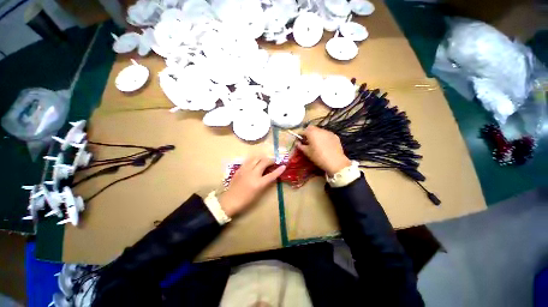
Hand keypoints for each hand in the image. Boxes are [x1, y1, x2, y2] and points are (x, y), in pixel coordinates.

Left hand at [219, 155, 285, 216]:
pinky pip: (248, 160)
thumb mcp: (258, 193)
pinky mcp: (240, 169)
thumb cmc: (246, 200)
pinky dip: (254, 159)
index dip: (279, 170)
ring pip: (256, 158)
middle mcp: (252, 174)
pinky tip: (255, 161)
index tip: (284, 166)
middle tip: (273, 161)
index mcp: (258, 183)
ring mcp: (245, 170)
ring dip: (262, 157)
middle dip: (270, 160)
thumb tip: (270, 175)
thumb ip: (265, 182)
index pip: (271, 175)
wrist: (230, 200)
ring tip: (265, 159)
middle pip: (264, 162)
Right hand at [297, 126, 350, 176]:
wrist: (335, 162)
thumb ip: (300, 146)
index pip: (303, 131)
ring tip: (316, 143)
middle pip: (311, 128)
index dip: (300, 135)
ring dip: (316, 135)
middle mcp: (320, 130)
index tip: (299, 140)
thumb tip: (297, 142)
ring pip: (319, 131)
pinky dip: (323, 137)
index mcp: (311, 133)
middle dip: (308, 133)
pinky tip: (324, 145)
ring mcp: (328, 132)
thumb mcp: (307, 152)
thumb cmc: (318, 157)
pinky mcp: (335, 136)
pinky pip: (326, 135)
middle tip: (307, 141)